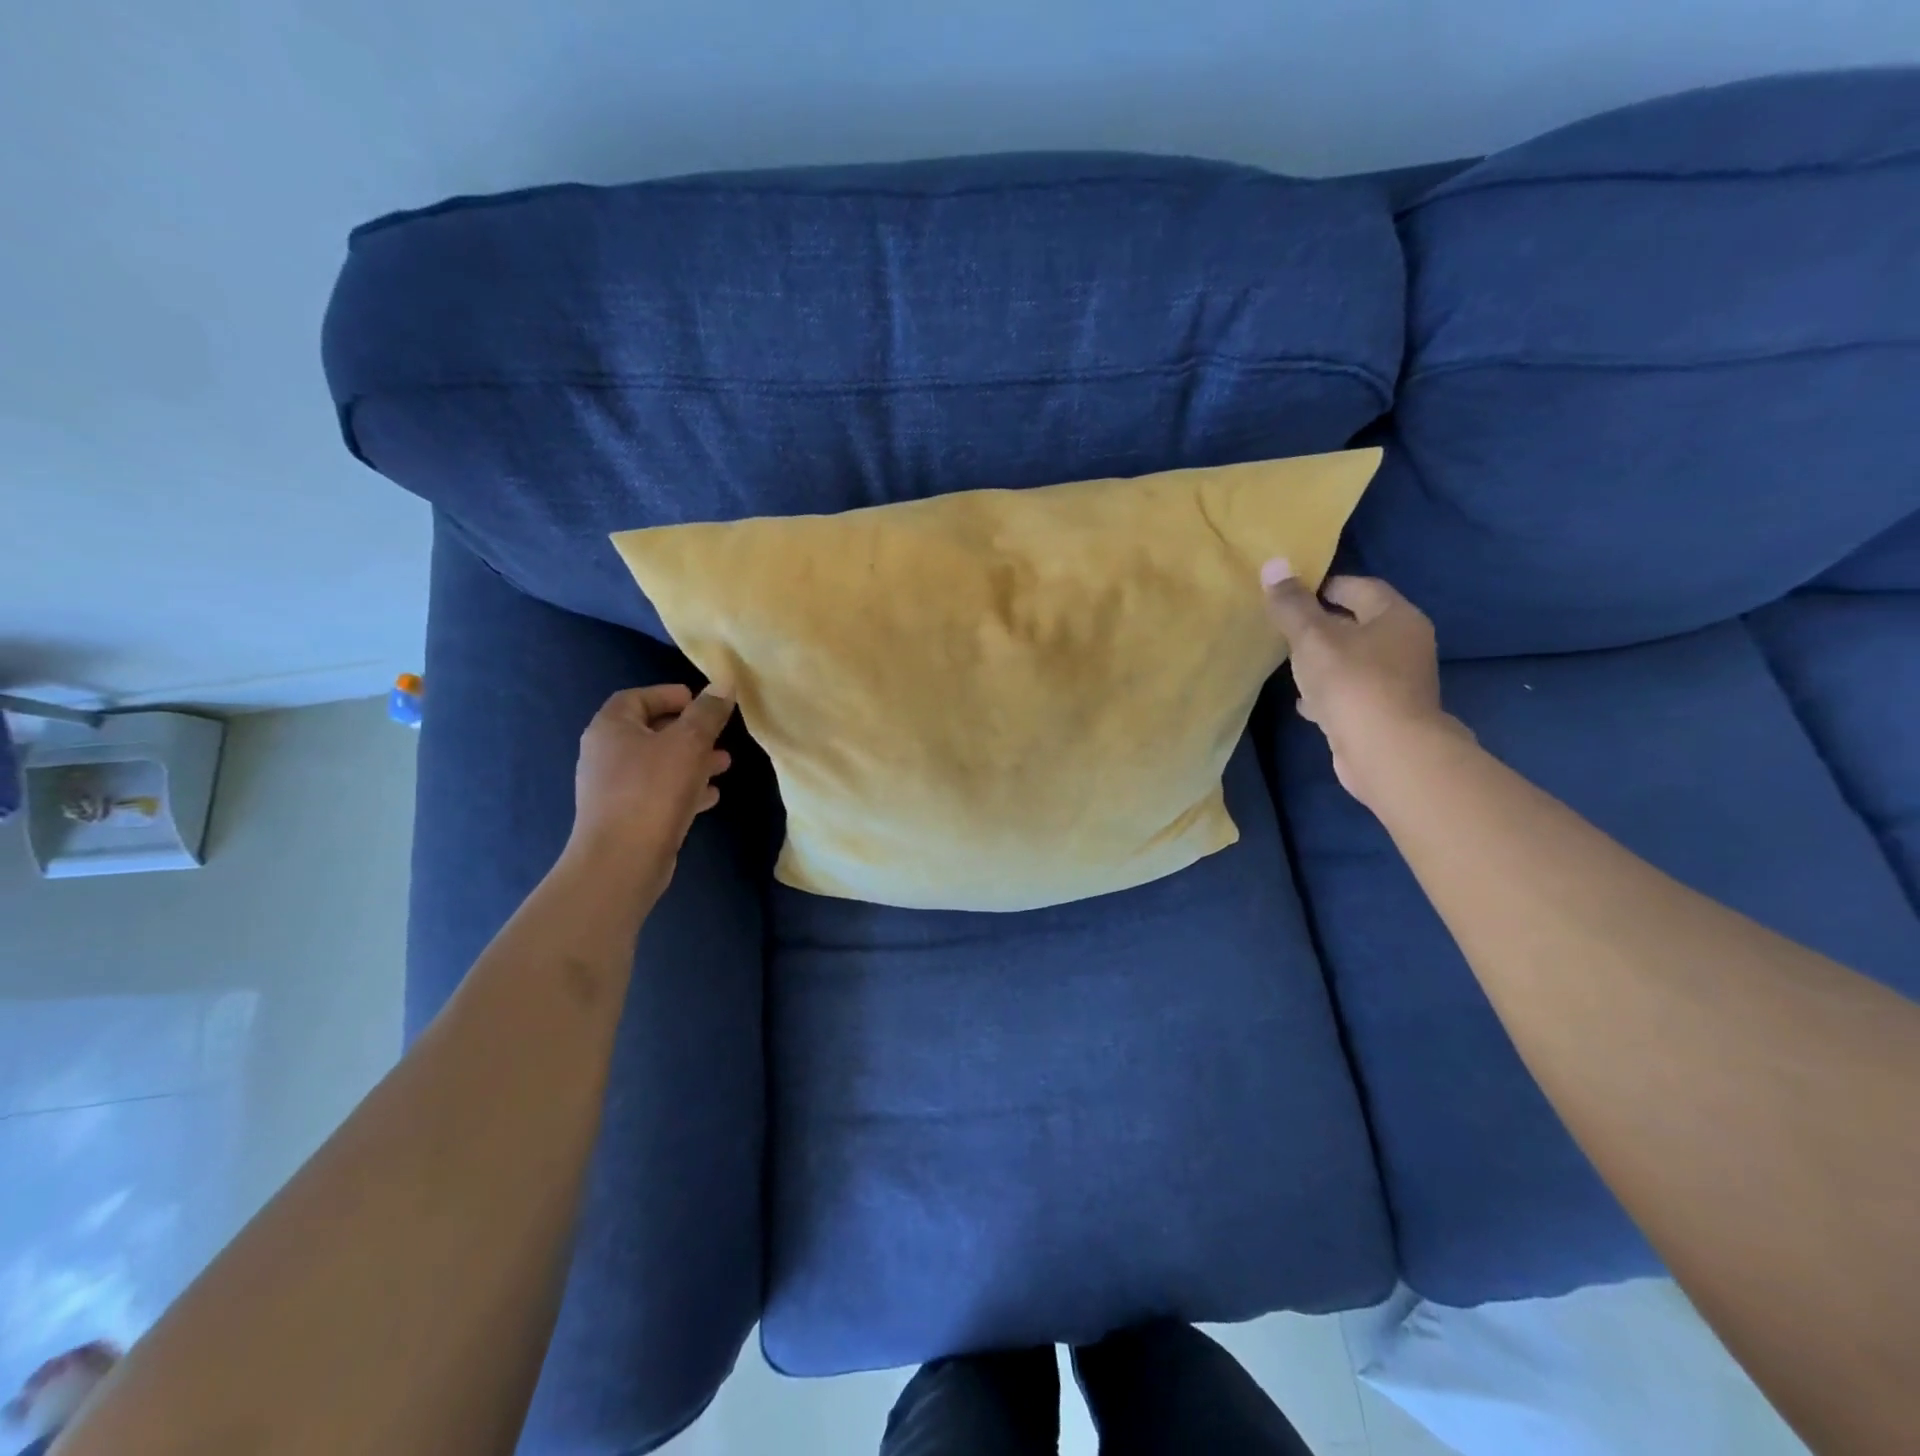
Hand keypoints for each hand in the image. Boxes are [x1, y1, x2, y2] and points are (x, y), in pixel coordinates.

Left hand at [567, 684, 734, 895]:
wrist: (622, 860)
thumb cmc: (653, 790)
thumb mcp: (689, 743)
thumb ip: (708, 712)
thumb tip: (724, 683)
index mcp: (611, 728)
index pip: (637, 698)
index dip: (669, 695)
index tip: (701, 702)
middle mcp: (606, 754)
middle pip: (650, 731)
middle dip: (688, 731)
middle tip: (719, 733)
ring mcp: (614, 788)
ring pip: (658, 764)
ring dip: (691, 761)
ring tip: (724, 764)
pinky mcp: (626, 817)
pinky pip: (659, 793)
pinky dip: (684, 789)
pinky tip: (711, 796)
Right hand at [1261, 558, 1466, 805]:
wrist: (1387, 752)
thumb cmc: (1352, 683)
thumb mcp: (1312, 638)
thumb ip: (1291, 605)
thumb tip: (1273, 563)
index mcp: (1396, 617)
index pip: (1360, 587)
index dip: (1325, 586)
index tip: (1291, 594)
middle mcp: (1405, 645)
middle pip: (1359, 624)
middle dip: (1322, 626)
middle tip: (1285, 630)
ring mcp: (1399, 682)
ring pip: (1354, 661)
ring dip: (1324, 662)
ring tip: (1290, 666)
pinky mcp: (1386, 713)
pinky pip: (1353, 692)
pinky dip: (1330, 693)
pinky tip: (1306, 703)